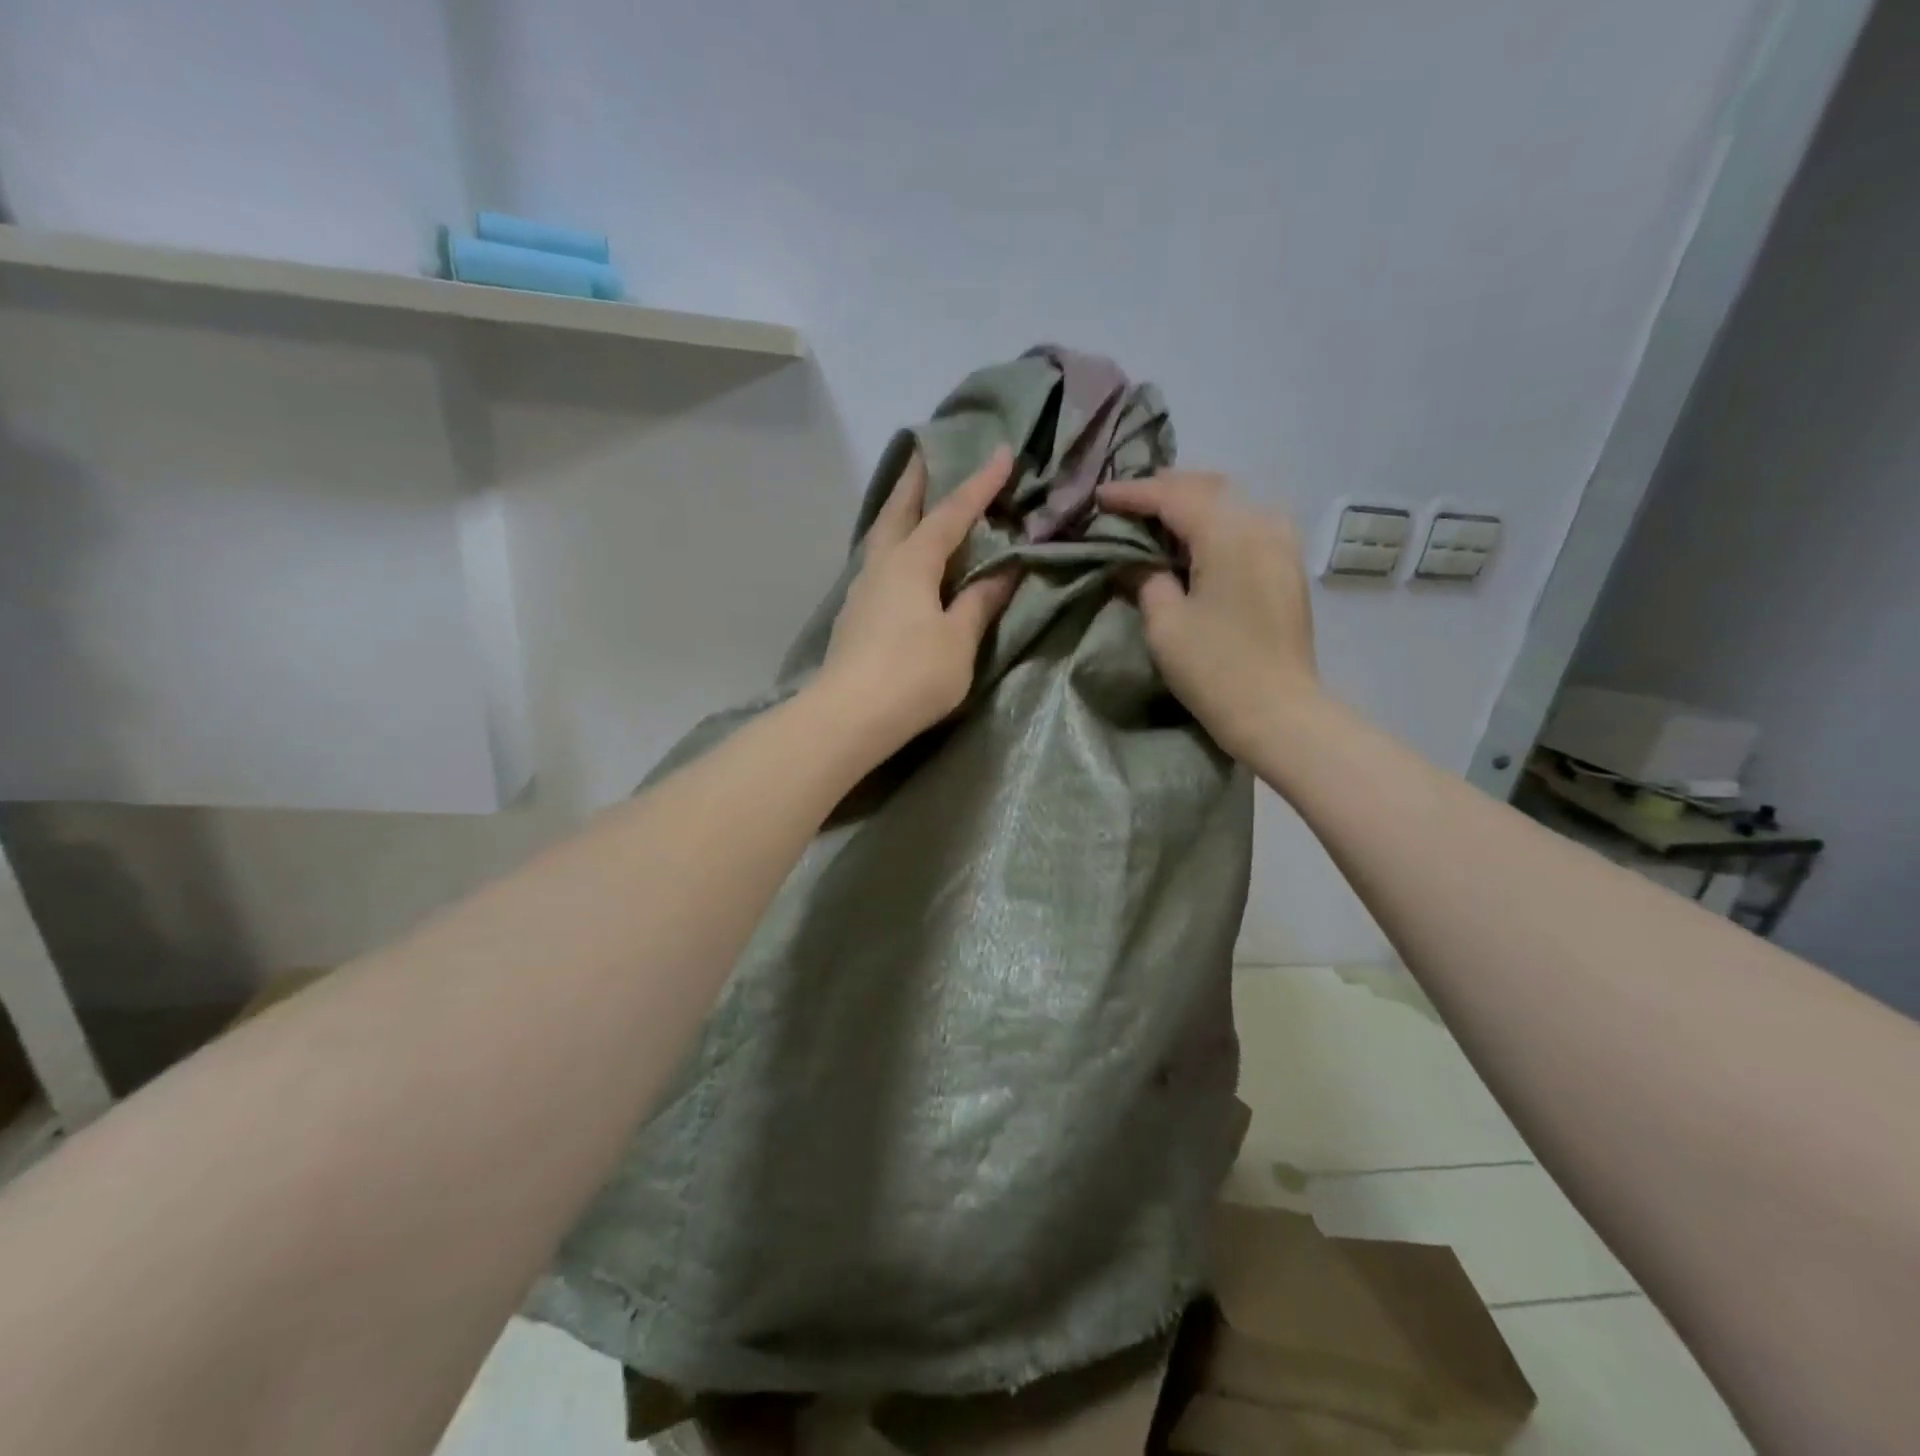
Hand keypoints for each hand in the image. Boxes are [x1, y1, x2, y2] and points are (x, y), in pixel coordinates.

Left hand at [817, 446, 1019, 753]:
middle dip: (915, 480)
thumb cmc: (913, 674)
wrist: (849, 716)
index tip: (1002, 452)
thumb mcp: (959, 640)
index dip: (979, 484)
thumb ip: (980, 603)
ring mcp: (862, 591)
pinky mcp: (854, 617)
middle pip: (898, 511)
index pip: (951, 514)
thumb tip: (1005, 572)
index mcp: (912, 563)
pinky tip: (900, 561)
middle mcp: (882, 566)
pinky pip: (877, 564)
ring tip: (914, 503)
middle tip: (925, 452)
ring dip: (899, 512)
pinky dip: (893, 547)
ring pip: (881, 537)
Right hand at [1097, 472, 1318, 761]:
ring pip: (1231, 502)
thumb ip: (1145, 579)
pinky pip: (1247, 524)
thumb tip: (1132, 562)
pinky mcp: (1287, 566)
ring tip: (1158, 516)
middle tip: (1127, 502)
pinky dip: (1216, 522)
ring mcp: (1281, 543)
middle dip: (1164, 490)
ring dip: (1192, 503)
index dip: (1132, 494)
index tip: (1099, 498)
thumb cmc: (1214, 667)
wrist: (1277, 711)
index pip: (1173, 496)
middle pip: (1207, 488)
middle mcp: (1261, 523)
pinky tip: (1195, 540)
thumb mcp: (1165, 623)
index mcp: (1228, 532)